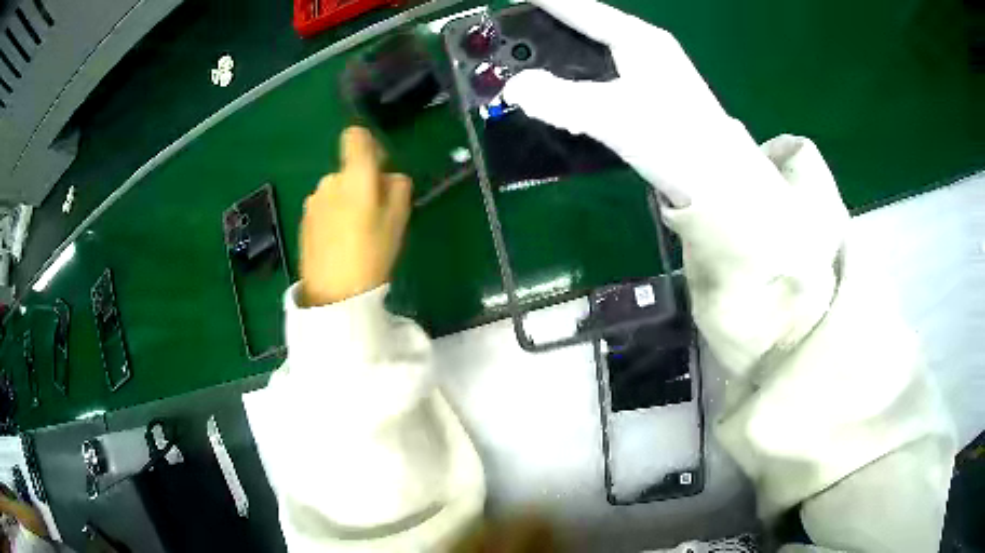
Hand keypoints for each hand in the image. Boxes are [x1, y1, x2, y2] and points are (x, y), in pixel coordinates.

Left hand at [300, 127, 412, 305]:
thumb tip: (389, 177)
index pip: (355, 137)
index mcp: (355, 176)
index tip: (379, 168)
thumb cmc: (372, 254)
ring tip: (356, 234)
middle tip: (374, 215)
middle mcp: (330, 181)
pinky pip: (324, 206)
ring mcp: (313, 201)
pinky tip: (339, 243)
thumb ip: (398, 187)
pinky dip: (333, 216)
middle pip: (348, 169)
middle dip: (362, 183)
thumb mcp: (399, 220)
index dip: (369, 146)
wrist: (334, 294)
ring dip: (346, 201)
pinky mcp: (304, 220)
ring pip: (336, 189)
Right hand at [502, 0, 778, 208]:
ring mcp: (654, 72)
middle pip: (590, 27)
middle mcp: (647, 48)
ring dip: (566, 53)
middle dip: (553, 26)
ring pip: (599, 51)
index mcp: (638, 39)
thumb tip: (515, 88)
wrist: (720, 181)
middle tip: (515, 31)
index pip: (583, 8)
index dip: (548, 0)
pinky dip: (582, 77)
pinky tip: (567, 89)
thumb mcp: (612, 115)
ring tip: (531, 57)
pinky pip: (607, 75)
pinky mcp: (654, 97)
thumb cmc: (671, 137)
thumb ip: (559, 99)